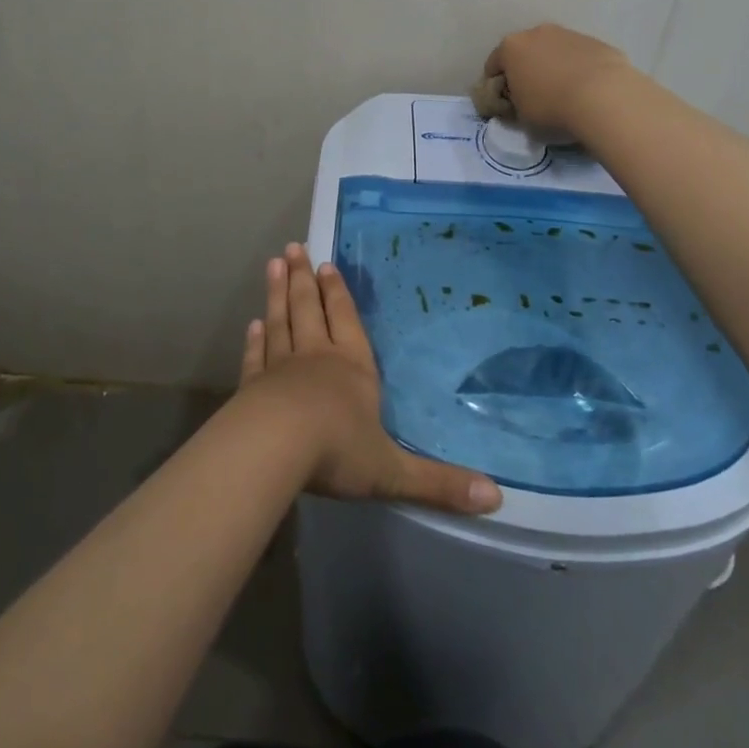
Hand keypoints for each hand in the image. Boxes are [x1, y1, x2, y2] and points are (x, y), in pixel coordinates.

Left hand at [239, 244, 501, 515]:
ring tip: (273, 264)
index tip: (326, 265)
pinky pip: (256, 356)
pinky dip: (255, 339)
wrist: (273, 449)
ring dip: (277, 293)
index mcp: (352, 368)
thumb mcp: (394, 471)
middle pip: (309, 308)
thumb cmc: (337, 451)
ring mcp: (280, 368)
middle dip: (303, 279)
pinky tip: (253, 324)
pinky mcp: (252, 386)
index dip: (337, 293)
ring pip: (280, 321)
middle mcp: (316, 357)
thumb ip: (439, 483)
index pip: (346, 320)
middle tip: (293, 248)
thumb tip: (496, 499)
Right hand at [483, 23, 640, 138]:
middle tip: (533, 97)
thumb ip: (515, 105)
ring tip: (564, 94)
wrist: (604, 97)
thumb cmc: (551, 108)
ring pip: (553, 52)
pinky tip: (587, 91)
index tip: (505, 103)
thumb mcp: (521, 117)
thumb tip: (520, 102)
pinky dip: (578, 69)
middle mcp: (537, 33)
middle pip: (524, 53)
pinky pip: (579, 57)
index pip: (492, 66)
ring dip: (553, 68)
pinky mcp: (596, 42)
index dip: (496, 86)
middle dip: (526, 71)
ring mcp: (569, 34)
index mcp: (511, 48)